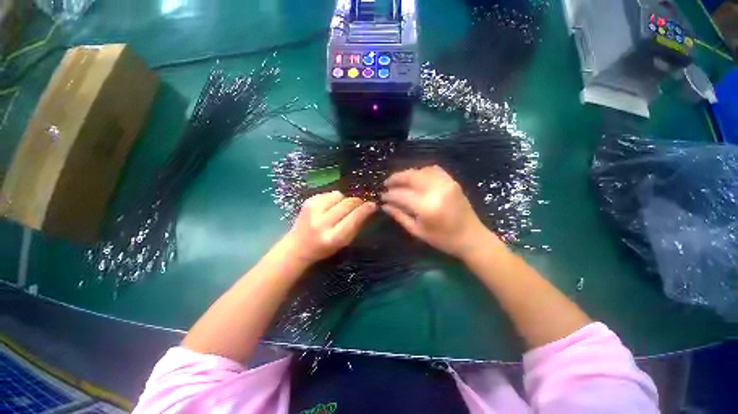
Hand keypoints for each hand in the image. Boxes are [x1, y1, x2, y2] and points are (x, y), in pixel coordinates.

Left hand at [282, 191, 375, 265]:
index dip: (365, 209)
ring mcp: (313, 210)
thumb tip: (368, 208)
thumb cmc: (324, 248)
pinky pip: (328, 193)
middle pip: (347, 203)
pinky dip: (333, 198)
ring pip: (338, 195)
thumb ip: (356, 226)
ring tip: (342, 206)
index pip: (354, 217)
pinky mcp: (308, 202)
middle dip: (357, 202)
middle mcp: (322, 222)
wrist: (298, 246)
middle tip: (361, 204)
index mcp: (333, 237)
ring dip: (344, 199)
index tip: (372, 205)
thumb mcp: (343, 242)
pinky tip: (331, 206)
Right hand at [382, 166, 497, 257]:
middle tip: (386, 183)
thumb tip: (385, 205)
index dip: (389, 195)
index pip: (401, 195)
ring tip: (399, 180)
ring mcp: (446, 183)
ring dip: (407, 174)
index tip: (382, 197)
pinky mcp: (452, 181)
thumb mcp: (417, 231)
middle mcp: (436, 190)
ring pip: (421, 171)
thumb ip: (399, 216)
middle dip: (395, 178)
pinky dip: (422, 171)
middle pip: (410, 177)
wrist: (472, 237)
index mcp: (427, 207)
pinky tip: (416, 177)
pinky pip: (434, 169)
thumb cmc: (443, 239)